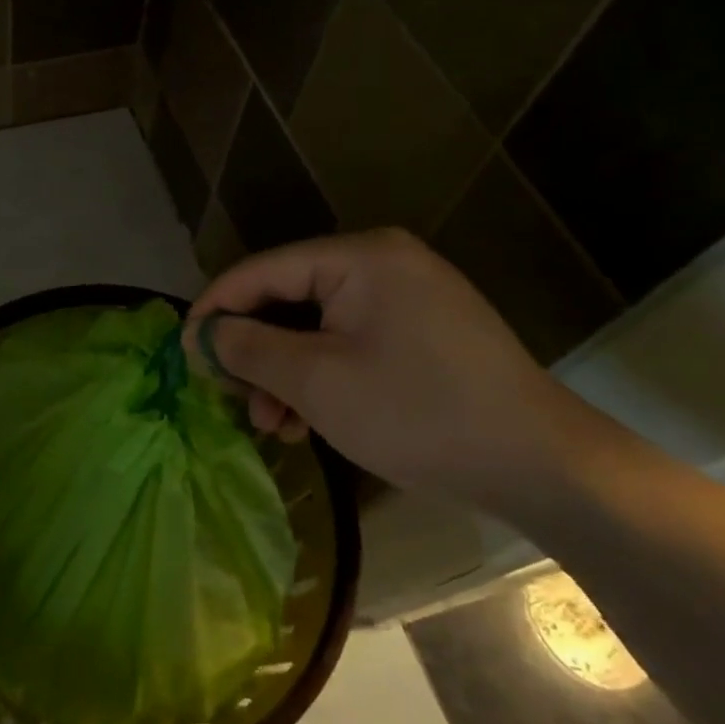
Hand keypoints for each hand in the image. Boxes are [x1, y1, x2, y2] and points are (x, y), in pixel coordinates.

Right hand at [186, 230, 603, 517]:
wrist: (541, 465)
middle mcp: (382, 264)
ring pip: (315, 328)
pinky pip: (348, 344)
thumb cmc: (417, 413)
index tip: (184, 354)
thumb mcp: (316, 381)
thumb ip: (248, 348)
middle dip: (253, 353)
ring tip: (271, 425)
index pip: (261, 271)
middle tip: (231, 399)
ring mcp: (406, 299)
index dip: (215, 311)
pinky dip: (320, 379)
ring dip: (283, 375)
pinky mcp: (420, 334)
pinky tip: (306, 422)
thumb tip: (200, 335)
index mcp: (359, 258)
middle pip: (287, 299)